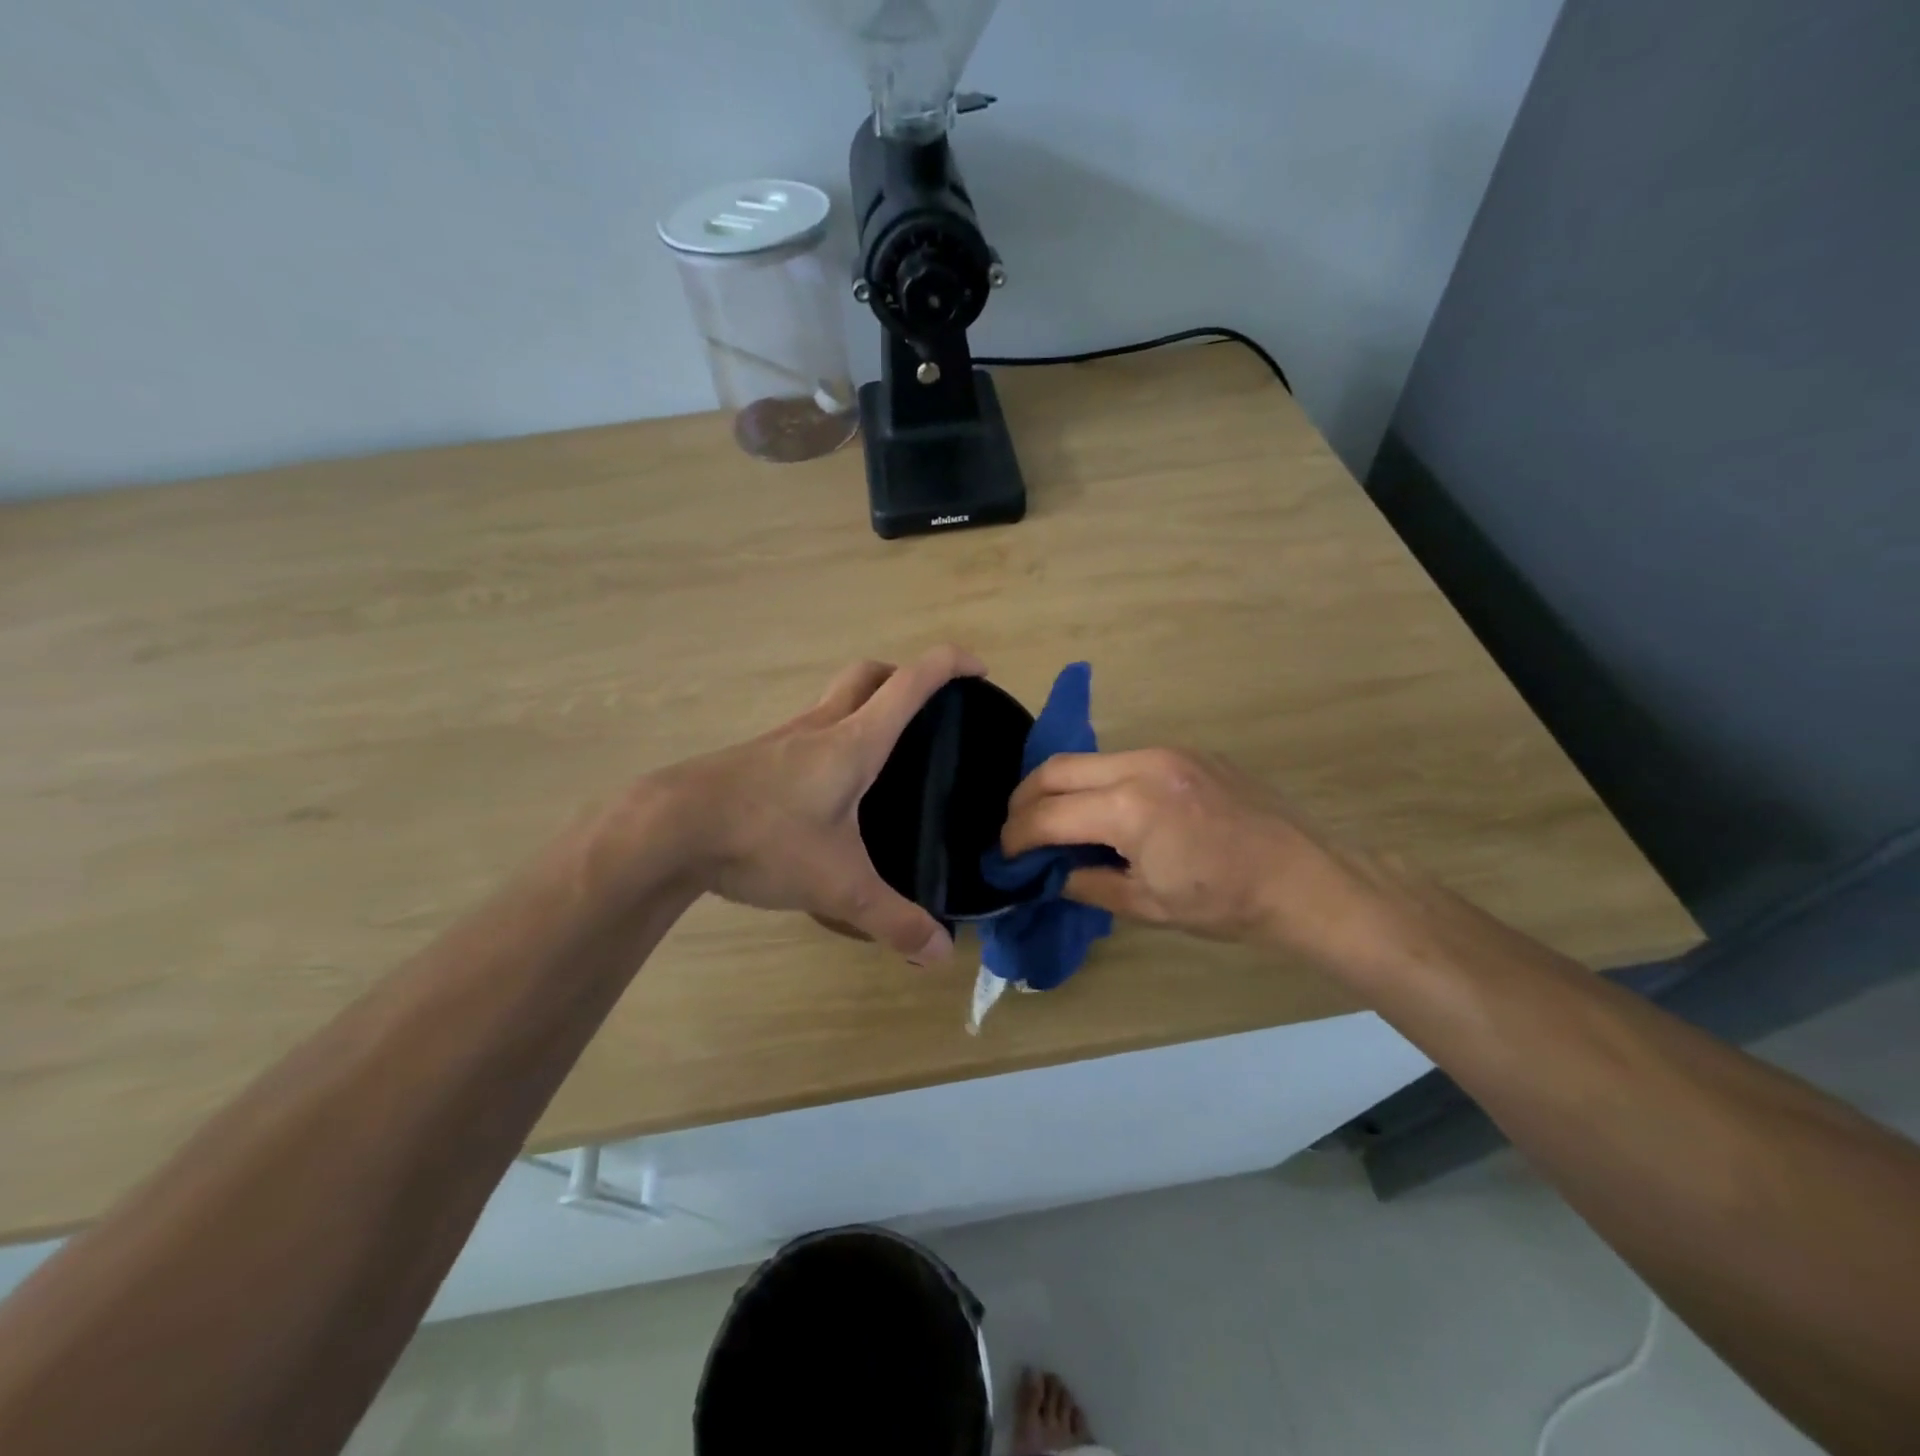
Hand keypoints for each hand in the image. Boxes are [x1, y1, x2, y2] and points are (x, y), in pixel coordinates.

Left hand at [660, 647, 983, 963]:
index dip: (950, 665)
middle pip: (868, 674)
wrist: (668, 829)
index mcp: (853, 742)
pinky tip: (829, 790)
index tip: (979, 670)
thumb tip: (940, 953)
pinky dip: (831, 739)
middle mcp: (820, 727)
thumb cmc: (763, 838)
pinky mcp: (755, 759)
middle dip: (904, 675)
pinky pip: (806, 732)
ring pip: (833, 700)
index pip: (911, 682)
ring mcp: (782, 739)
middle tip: (927, 708)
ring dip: (864, 706)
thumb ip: (892, 920)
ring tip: (884, 754)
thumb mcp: (837, 885)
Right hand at [999, 747, 1386, 960]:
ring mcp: (1167, 752)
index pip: (1048, 814)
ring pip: (1089, 759)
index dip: (1016, 836)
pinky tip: (1108, 811)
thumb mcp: (1149, 905)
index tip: (1004, 855)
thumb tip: (1051, 874)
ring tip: (1058, 822)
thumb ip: (1089, 883)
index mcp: (1130, 807)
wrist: (1305, 878)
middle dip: (1025, 799)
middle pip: (1056, 769)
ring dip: (1062, 787)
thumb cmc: (1226, 902)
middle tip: (1017, 831)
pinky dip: (1100, 782)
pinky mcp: (1186, 752)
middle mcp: (1141, 765)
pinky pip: (1124, 760)